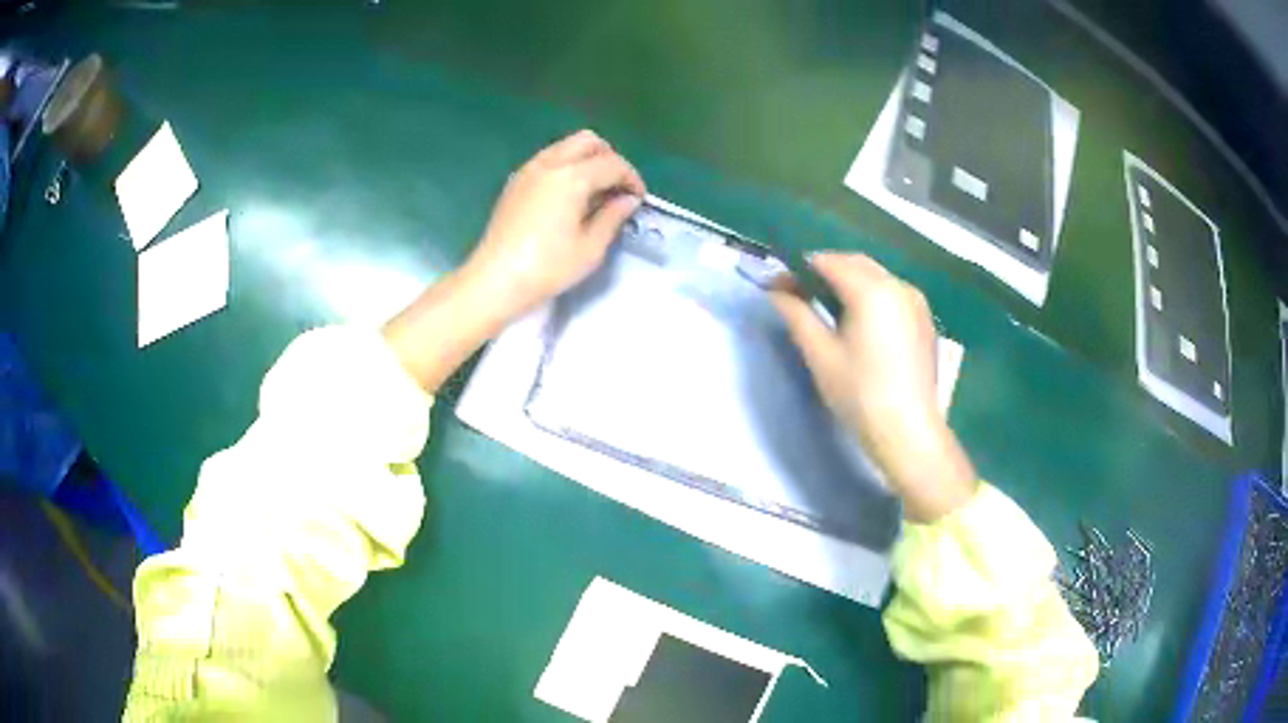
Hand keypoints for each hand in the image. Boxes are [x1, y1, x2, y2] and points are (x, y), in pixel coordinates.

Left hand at [462, 129, 646, 321]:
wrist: (495, 279)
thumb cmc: (547, 268)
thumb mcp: (590, 248)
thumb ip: (613, 217)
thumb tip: (627, 200)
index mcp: (572, 177)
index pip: (612, 163)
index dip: (631, 178)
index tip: (638, 198)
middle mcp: (550, 164)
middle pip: (588, 141)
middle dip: (609, 158)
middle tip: (617, 187)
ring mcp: (529, 170)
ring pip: (566, 146)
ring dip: (586, 160)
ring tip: (595, 192)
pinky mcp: (516, 182)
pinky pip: (548, 159)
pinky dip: (566, 166)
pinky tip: (569, 196)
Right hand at [771, 253, 976, 522]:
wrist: (908, 431)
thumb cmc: (860, 394)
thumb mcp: (821, 355)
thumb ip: (797, 314)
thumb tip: (775, 290)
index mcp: (872, 290)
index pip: (828, 262)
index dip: (799, 269)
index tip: (778, 285)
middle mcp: (898, 286)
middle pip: (855, 263)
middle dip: (825, 270)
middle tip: (799, 294)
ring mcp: (916, 302)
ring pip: (876, 276)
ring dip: (849, 281)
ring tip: (827, 307)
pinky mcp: (924, 320)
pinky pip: (892, 293)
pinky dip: (871, 294)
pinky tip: (859, 321)